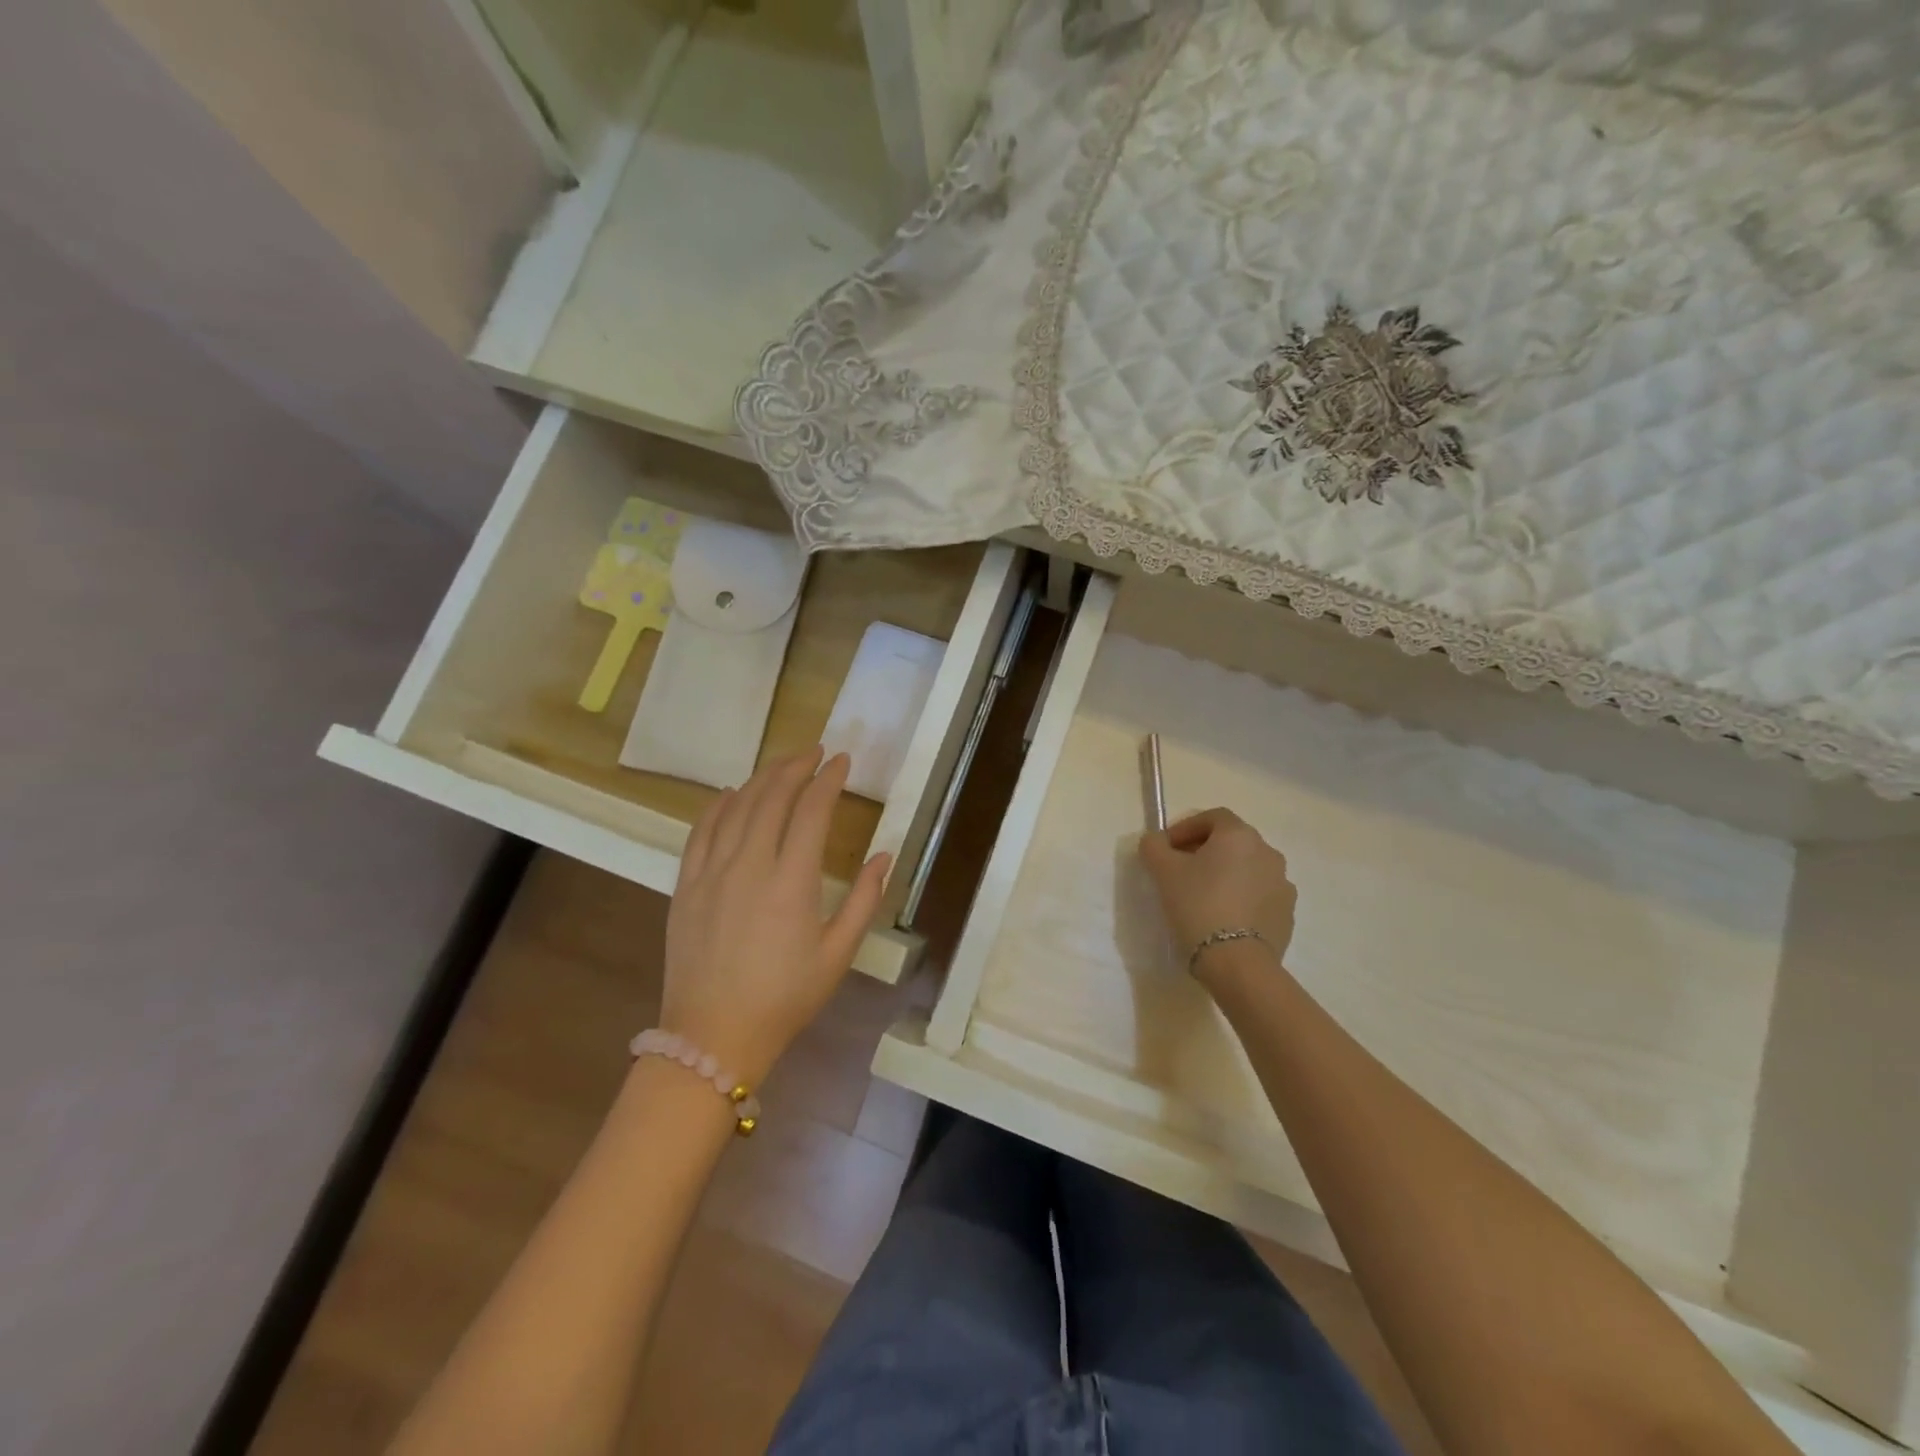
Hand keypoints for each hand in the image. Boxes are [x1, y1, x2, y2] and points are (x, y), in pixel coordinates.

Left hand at [661, 748, 891, 1084]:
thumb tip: (885, 857)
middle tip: (815, 753)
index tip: (842, 761)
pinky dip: (718, 805)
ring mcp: (711, 872)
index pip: (811, 810)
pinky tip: (730, 793)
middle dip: (796, 768)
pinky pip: (701, 830)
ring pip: (736, 807)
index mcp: (791, 881)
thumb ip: (864, 901)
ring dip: (761, 778)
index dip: (828, 780)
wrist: (713, 1036)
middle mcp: (749, 864)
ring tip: (782, 765)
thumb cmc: (785, 998)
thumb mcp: (838, 955)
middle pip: (772, 797)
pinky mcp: (686, 885)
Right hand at [1138, 808, 1295, 984]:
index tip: (1166, 848)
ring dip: (1225, 874)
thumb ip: (1154, 846)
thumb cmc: (1198, 905)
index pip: (1212, 817)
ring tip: (1202, 896)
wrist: (1237, 962)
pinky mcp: (1287, 913)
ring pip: (1247, 868)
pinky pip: (1259, 894)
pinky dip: (1241, 897)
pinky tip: (1223, 917)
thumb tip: (1156, 841)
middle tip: (1180, 870)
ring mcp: (1282, 884)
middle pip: (1231, 842)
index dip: (1186, 828)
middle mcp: (1268, 852)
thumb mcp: (1163, 871)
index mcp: (1240, 836)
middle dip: (1204, 851)